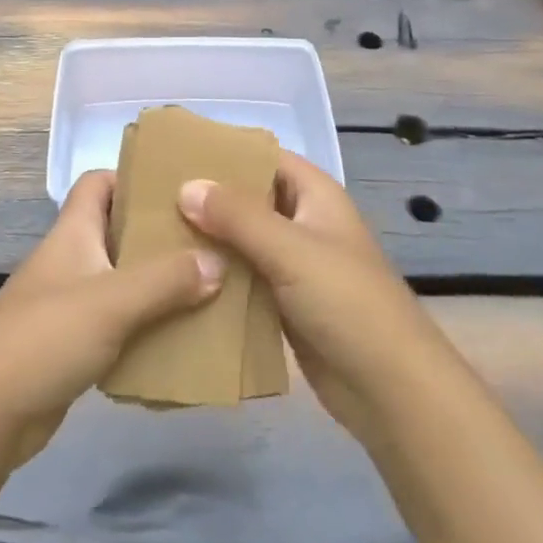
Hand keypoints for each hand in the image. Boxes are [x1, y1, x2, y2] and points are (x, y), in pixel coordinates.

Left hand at [0, 169, 223, 466]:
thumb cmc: (46, 336)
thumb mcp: (112, 301)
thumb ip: (166, 280)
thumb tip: (218, 260)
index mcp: (73, 231)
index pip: (99, 182)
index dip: (132, 177)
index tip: (178, 189)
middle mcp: (71, 258)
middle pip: (117, 230)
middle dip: (158, 234)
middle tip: (207, 240)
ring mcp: (69, 302)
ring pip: (121, 278)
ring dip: (157, 282)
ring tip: (206, 287)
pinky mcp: (71, 344)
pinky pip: (117, 322)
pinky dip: (144, 324)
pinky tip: (178, 336)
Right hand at [178, 155, 455, 444]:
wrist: (391, 390)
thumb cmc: (347, 302)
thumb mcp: (291, 250)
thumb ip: (237, 216)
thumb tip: (185, 186)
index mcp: (314, 194)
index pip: (262, 157)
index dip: (223, 152)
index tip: (174, 154)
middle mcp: (302, 221)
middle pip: (248, 198)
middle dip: (207, 197)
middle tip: (152, 197)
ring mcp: (293, 264)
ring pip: (242, 240)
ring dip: (208, 239)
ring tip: (153, 233)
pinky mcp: (284, 303)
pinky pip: (244, 278)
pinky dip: (217, 275)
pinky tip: (178, 277)